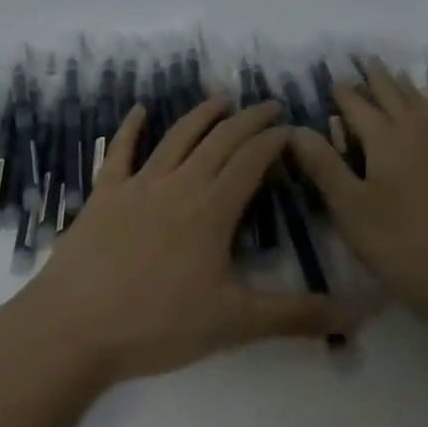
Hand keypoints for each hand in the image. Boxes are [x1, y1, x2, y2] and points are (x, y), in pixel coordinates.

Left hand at [14, 98, 355, 385]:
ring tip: (220, 98)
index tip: (291, 127)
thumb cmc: (157, 325)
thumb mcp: (233, 324)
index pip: (251, 160)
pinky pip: (120, 151)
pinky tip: (140, 109)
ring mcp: (139, 184)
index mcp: (212, 208)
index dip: (274, 140)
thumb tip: (354, 316)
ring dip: (201, 115)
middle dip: (248, 119)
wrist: (73, 328)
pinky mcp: (105, 193)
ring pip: (177, 137)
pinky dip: (131, 127)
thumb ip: (294, 315)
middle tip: (269, 105)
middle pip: (220, 139)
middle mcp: (180, 184)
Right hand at [290, 62, 427, 333]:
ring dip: (403, 86)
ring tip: (395, 75)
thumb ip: (324, 166)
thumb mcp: (351, 209)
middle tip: (366, 60)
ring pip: (419, 103)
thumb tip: (295, 128)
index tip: (332, 79)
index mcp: (385, 139)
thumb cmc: (403, 243)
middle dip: (377, 78)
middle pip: (393, 95)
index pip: (358, 106)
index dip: (343, 93)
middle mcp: (415, 132)